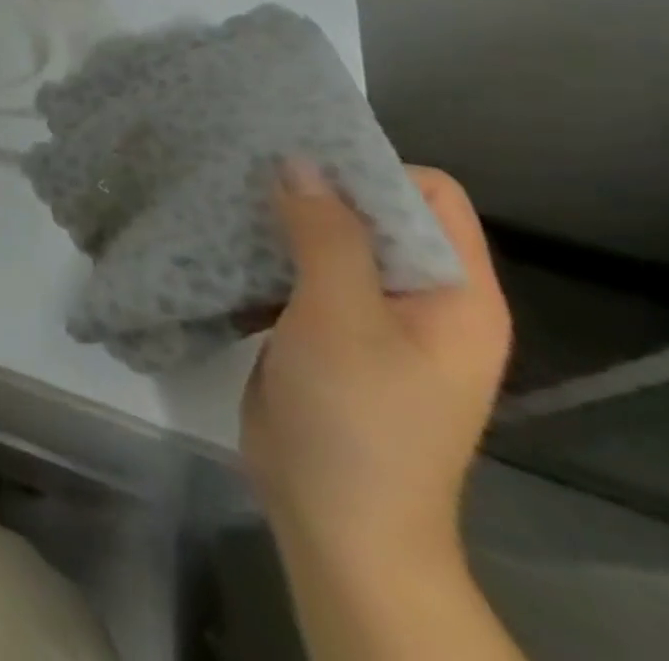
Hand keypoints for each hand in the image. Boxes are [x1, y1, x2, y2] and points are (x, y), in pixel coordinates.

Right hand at [242, 160, 511, 582]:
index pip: (428, 196)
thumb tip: (296, 160)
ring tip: (219, 191)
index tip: (297, 152)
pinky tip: (214, 237)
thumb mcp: (342, 319)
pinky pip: (295, 270)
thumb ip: (325, 235)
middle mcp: (418, 297)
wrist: (333, 516)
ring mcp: (367, 316)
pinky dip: (261, 250)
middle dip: (312, 185)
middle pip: (372, 213)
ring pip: (326, 238)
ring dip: (278, 217)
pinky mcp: (320, 329)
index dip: (370, 168)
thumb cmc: (357, 417)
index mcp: (454, 294)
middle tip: (243, 161)